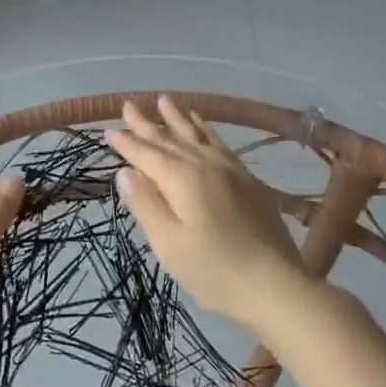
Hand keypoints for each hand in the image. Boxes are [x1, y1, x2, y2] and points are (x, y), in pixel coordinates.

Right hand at [106, 96, 311, 333]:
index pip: (147, 155)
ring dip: (178, 118)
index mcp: (182, 180)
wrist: (276, 286)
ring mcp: (230, 170)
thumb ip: (146, 205)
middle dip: (147, 124)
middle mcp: (205, 165)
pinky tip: (203, 125)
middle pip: (170, 140)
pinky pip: (220, 143)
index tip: (109, 130)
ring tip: (164, 100)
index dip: (127, 144)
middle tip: (128, 105)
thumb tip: (125, 171)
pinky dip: (207, 130)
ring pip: (197, 136)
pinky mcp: (248, 180)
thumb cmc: (214, 271)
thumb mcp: (169, 244)